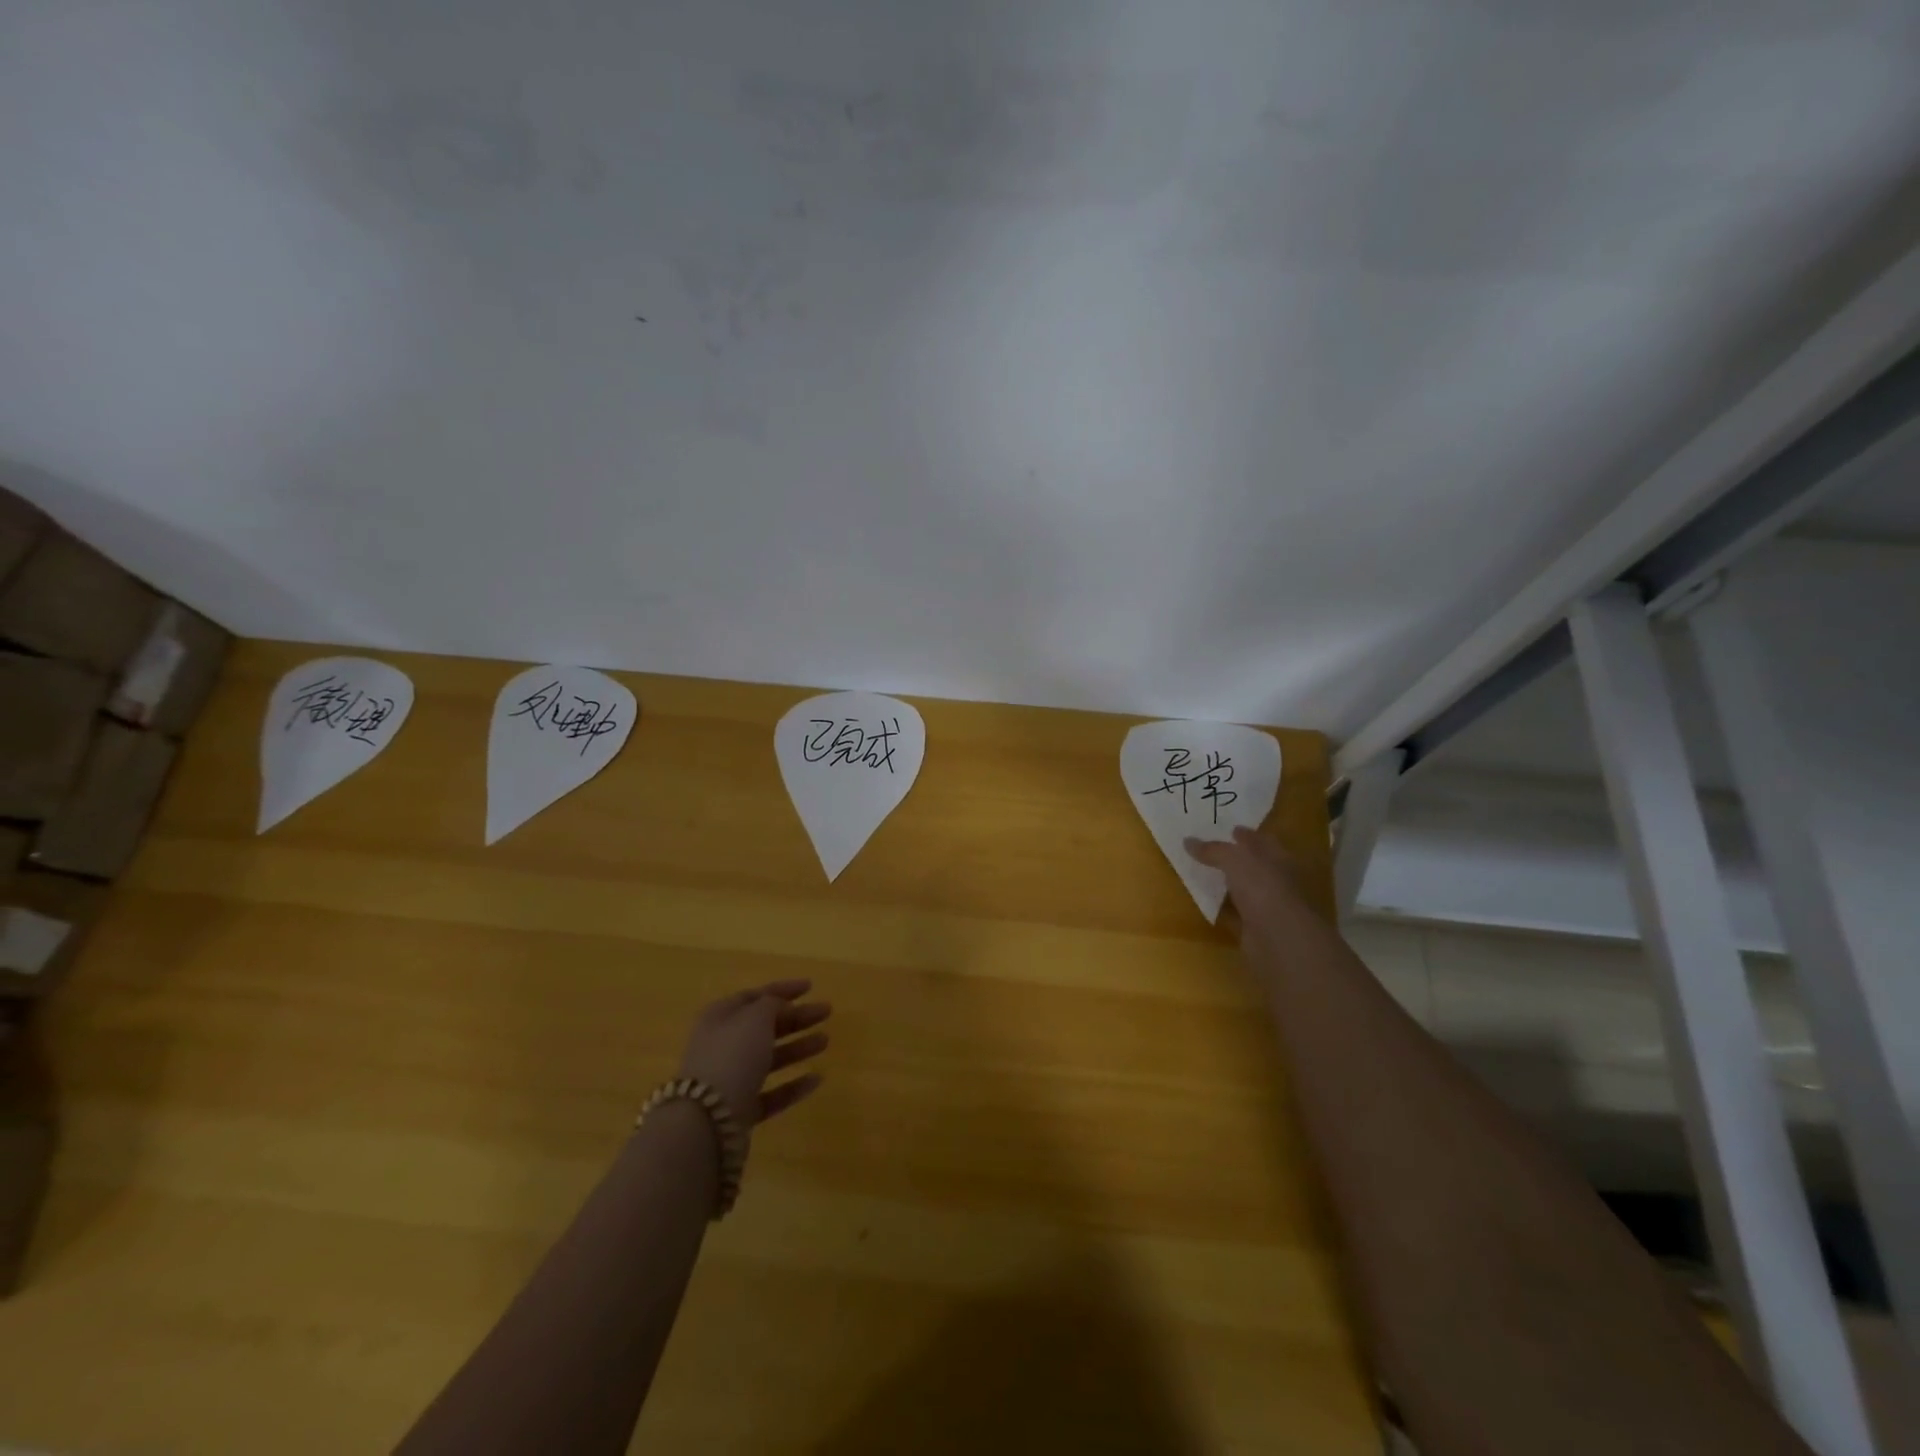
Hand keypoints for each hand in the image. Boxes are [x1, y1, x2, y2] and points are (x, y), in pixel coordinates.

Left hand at [676, 980, 831, 1140]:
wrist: (707, 1122)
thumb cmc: (732, 1056)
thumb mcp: (755, 1018)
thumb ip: (772, 1005)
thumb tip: (780, 1005)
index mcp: (720, 1017)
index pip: (755, 996)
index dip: (783, 989)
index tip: (811, 986)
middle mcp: (723, 1046)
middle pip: (765, 1026)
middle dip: (796, 1018)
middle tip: (826, 1012)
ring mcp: (731, 1080)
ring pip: (769, 1059)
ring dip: (798, 1048)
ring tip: (825, 1041)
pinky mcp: (740, 1111)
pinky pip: (771, 1093)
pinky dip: (793, 1085)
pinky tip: (817, 1079)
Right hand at [1184, 825, 1308, 933]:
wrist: (1279, 938)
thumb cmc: (1263, 888)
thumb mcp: (1234, 860)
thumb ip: (1213, 850)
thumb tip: (1187, 841)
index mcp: (1278, 858)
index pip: (1261, 841)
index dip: (1245, 835)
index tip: (1228, 829)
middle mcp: (1276, 880)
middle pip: (1253, 865)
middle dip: (1236, 858)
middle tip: (1208, 850)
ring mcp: (1267, 906)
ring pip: (1244, 890)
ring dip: (1228, 884)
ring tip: (1203, 874)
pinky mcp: (1256, 928)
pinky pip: (1235, 914)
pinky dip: (1224, 909)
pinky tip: (1208, 904)